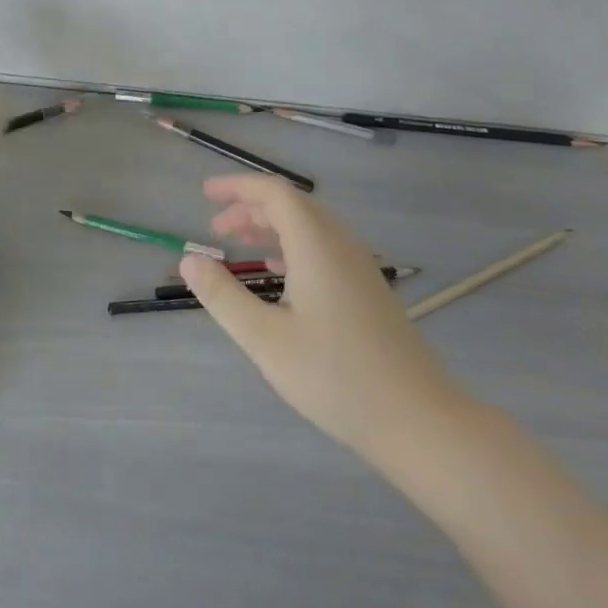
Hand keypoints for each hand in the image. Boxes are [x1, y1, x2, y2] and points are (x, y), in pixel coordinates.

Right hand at [180, 176, 473, 461]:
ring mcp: (360, 268)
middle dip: (250, 208)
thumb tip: (189, 259)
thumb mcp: (265, 339)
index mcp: (317, 246)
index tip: (205, 194)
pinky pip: (324, 248)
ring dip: (271, 227)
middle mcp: (341, 246)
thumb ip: (223, 296)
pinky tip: (279, 273)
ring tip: (239, 245)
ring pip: (310, 228)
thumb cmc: (335, 377)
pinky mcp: (369, 291)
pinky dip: (293, 247)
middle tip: (215, 227)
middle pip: (293, 206)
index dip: (238, 187)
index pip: (275, 193)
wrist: (418, 419)